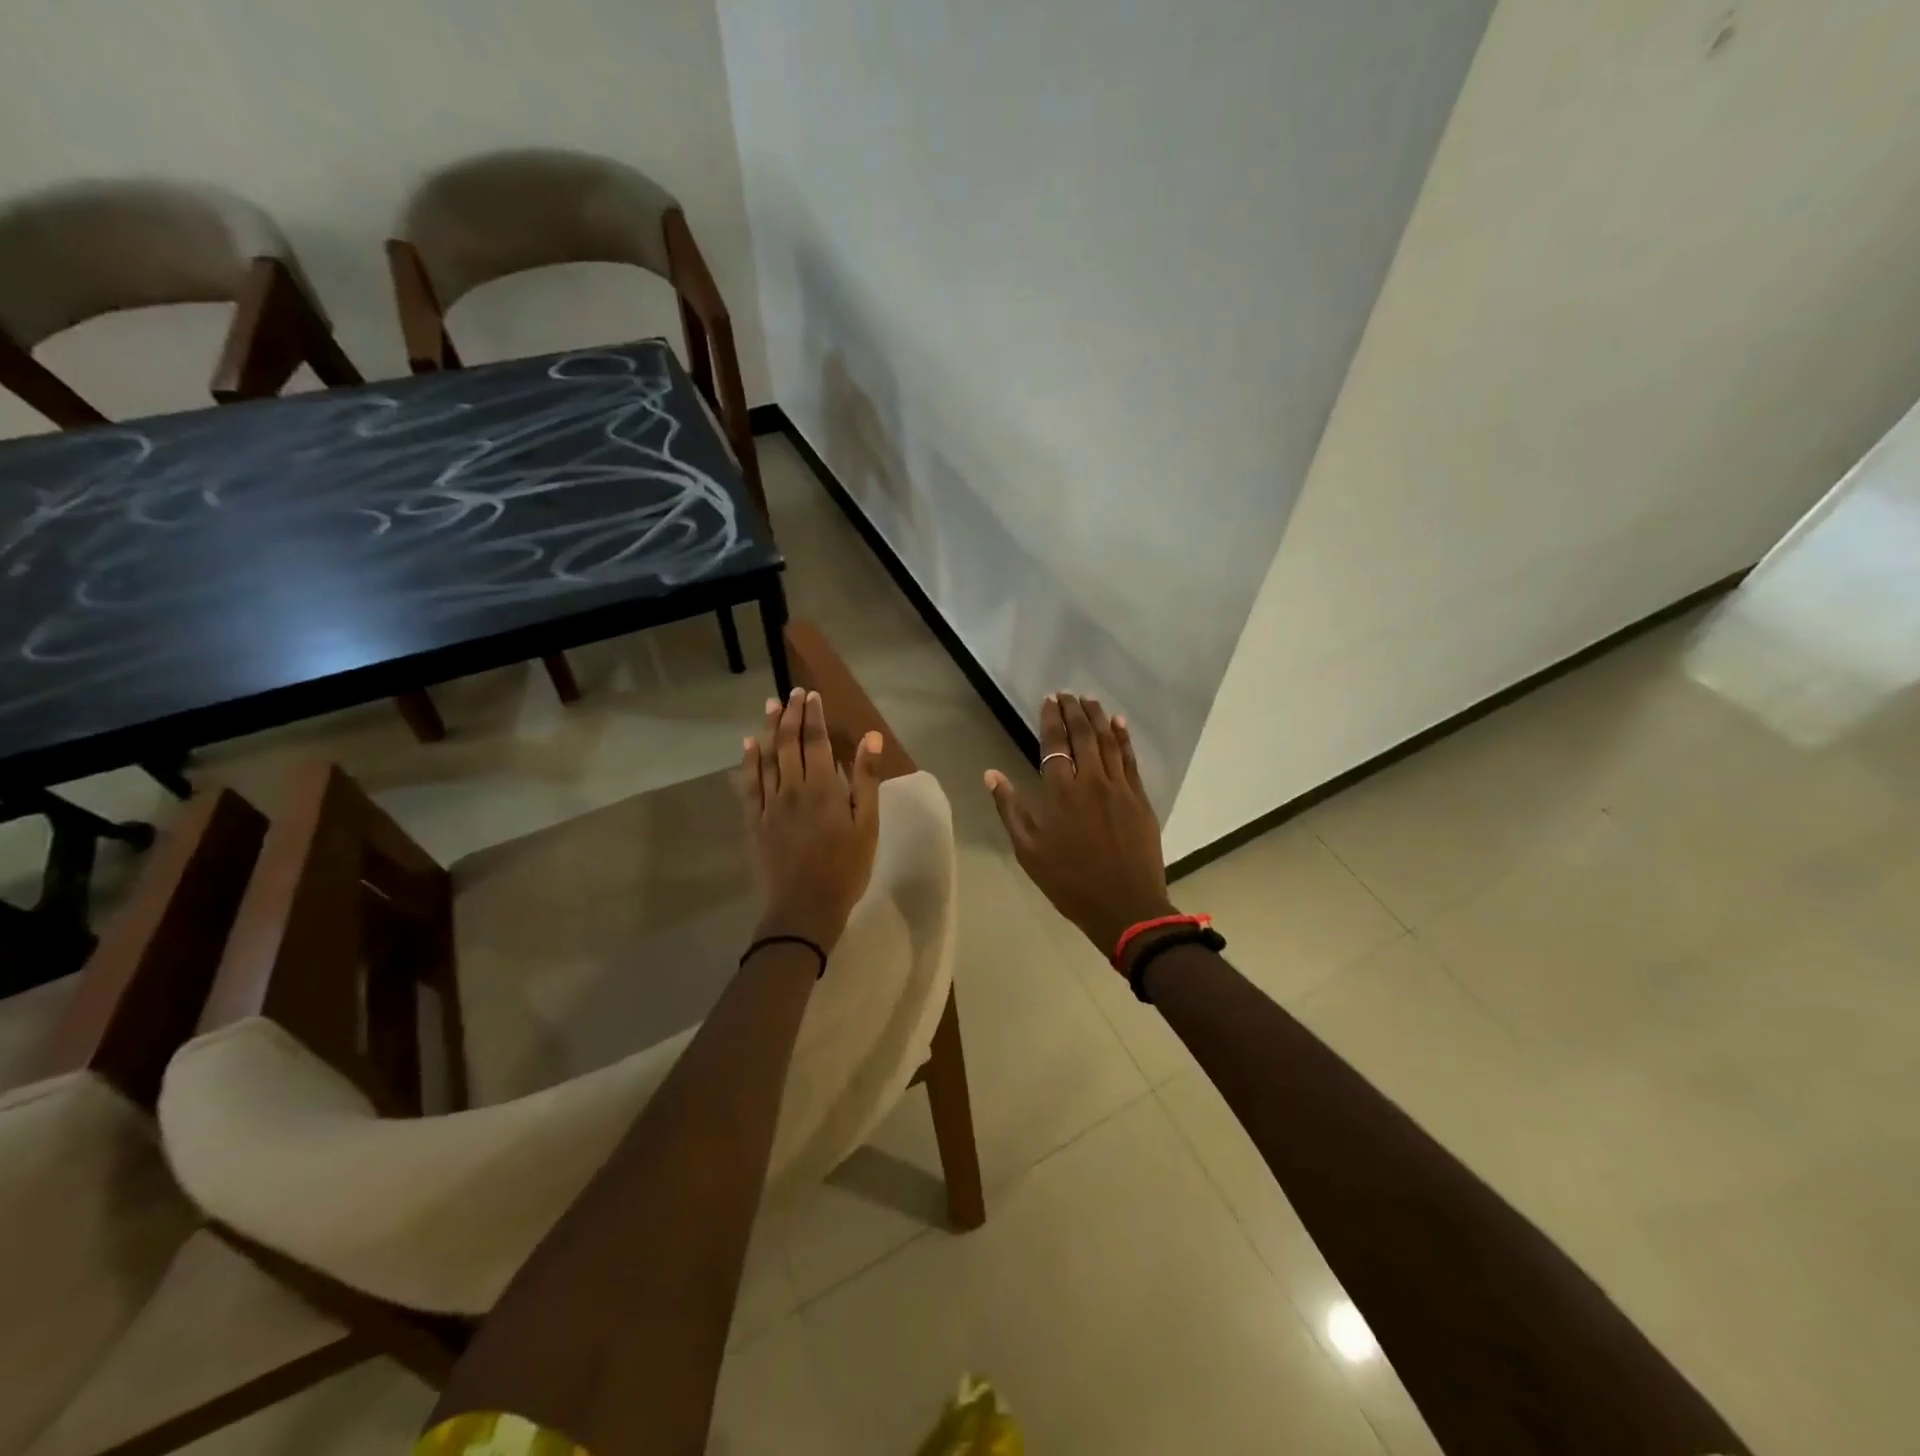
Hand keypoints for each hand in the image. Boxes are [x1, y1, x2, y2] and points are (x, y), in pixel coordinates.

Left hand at [742, 688, 882, 952]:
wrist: (804, 909)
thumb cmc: (845, 869)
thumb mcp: (867, 826)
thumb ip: (866, 780)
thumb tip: (871, 739)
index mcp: (824, 788)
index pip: (816, 741)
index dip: (813, 716)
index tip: (811, 695)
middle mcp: (793, 788)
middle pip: (789, 743)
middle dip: (790, 715)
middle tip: (791, 693)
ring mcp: (770, 804)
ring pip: (767, 758)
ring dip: (769, 729)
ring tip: (770, 705)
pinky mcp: (755, 821)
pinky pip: (749, 785)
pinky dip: (749, 762)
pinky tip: (748, 746)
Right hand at [985, 693, 1174, 960]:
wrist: (1125, 906)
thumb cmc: (1069, 882)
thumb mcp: (1028, 850)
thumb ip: (1010, 808)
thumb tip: (991, 774)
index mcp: (1061, 792)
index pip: (1055, 744)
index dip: (1051, 718)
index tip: (1049, 699)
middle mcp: (1091, 781)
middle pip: (1083, 735)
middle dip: (1074, 710)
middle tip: (1068, 693)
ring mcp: (1119, 788)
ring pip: (1109, 742)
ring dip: (1098, 718)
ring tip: (1090, 700)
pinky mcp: (1140, 799)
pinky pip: (1131, 760)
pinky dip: (1125, 738)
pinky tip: (1120, 724)